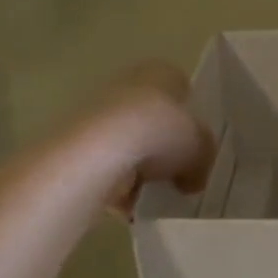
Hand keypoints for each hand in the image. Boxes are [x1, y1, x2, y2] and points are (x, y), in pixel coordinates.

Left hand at [87, 62, 215, 213]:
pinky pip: (104, 164)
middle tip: (175, 174)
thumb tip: (193, 179)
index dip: (190, 119)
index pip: (181, 90)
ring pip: (126, 142)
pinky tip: (127, 204)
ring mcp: (97, 109)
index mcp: (163, 73)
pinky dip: (115, 183)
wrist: (101, 149)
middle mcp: (128, 82)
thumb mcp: (201, 150)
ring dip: (137, 168)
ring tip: (151, 194)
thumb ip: (202, 160)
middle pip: (152, 116)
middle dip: (161, 146)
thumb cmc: (162, 134)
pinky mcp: (76, 138)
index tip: (194, 145)